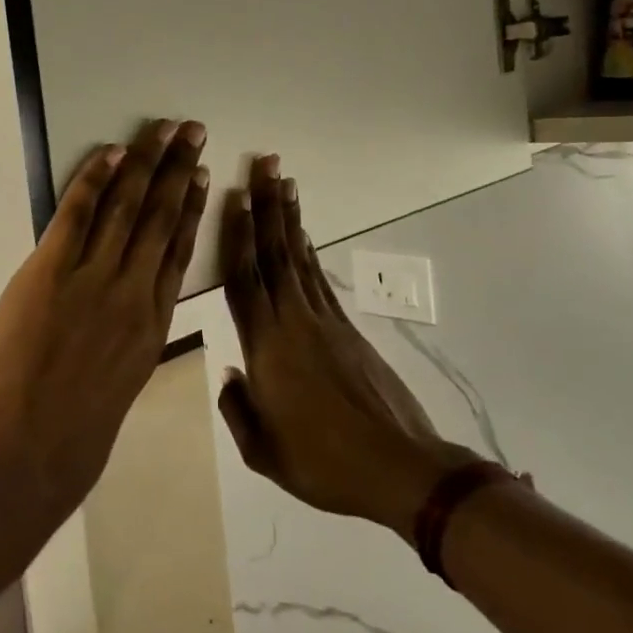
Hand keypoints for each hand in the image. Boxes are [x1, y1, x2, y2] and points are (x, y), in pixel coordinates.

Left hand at [0, 119, 209, 519]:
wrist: (23, 456)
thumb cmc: (70, 443)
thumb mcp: (117, 392)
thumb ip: (123, 350)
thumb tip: (120, 325)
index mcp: (152, 326)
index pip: (179, 252)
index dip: (193, 209)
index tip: (205, 177)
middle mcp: (134, 293)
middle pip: (163, 218)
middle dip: (179, 170)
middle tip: (193, 131)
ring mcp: (95, 279)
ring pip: (129, 207)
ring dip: (146, 162)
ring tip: (164, 129)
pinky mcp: (51, 272)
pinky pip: (77, 214)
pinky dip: (94, 180)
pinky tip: (111, 153)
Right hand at [217, 157, 477, 537]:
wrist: (399, 468)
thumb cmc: (323, 464)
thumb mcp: (264, 453)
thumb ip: (239, 410)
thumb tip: (232, 375)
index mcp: (265, 348)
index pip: (244, 279)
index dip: (237, 235)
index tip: (234, 196)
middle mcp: (293, 321)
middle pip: (274, 253)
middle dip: (266, 206)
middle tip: (263, 164)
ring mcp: (324, 322)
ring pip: (298, 258)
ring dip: (289, 218)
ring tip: (283, 182)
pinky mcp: (348, 330)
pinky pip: (319, 279)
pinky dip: (308, 252)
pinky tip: (302, 235)